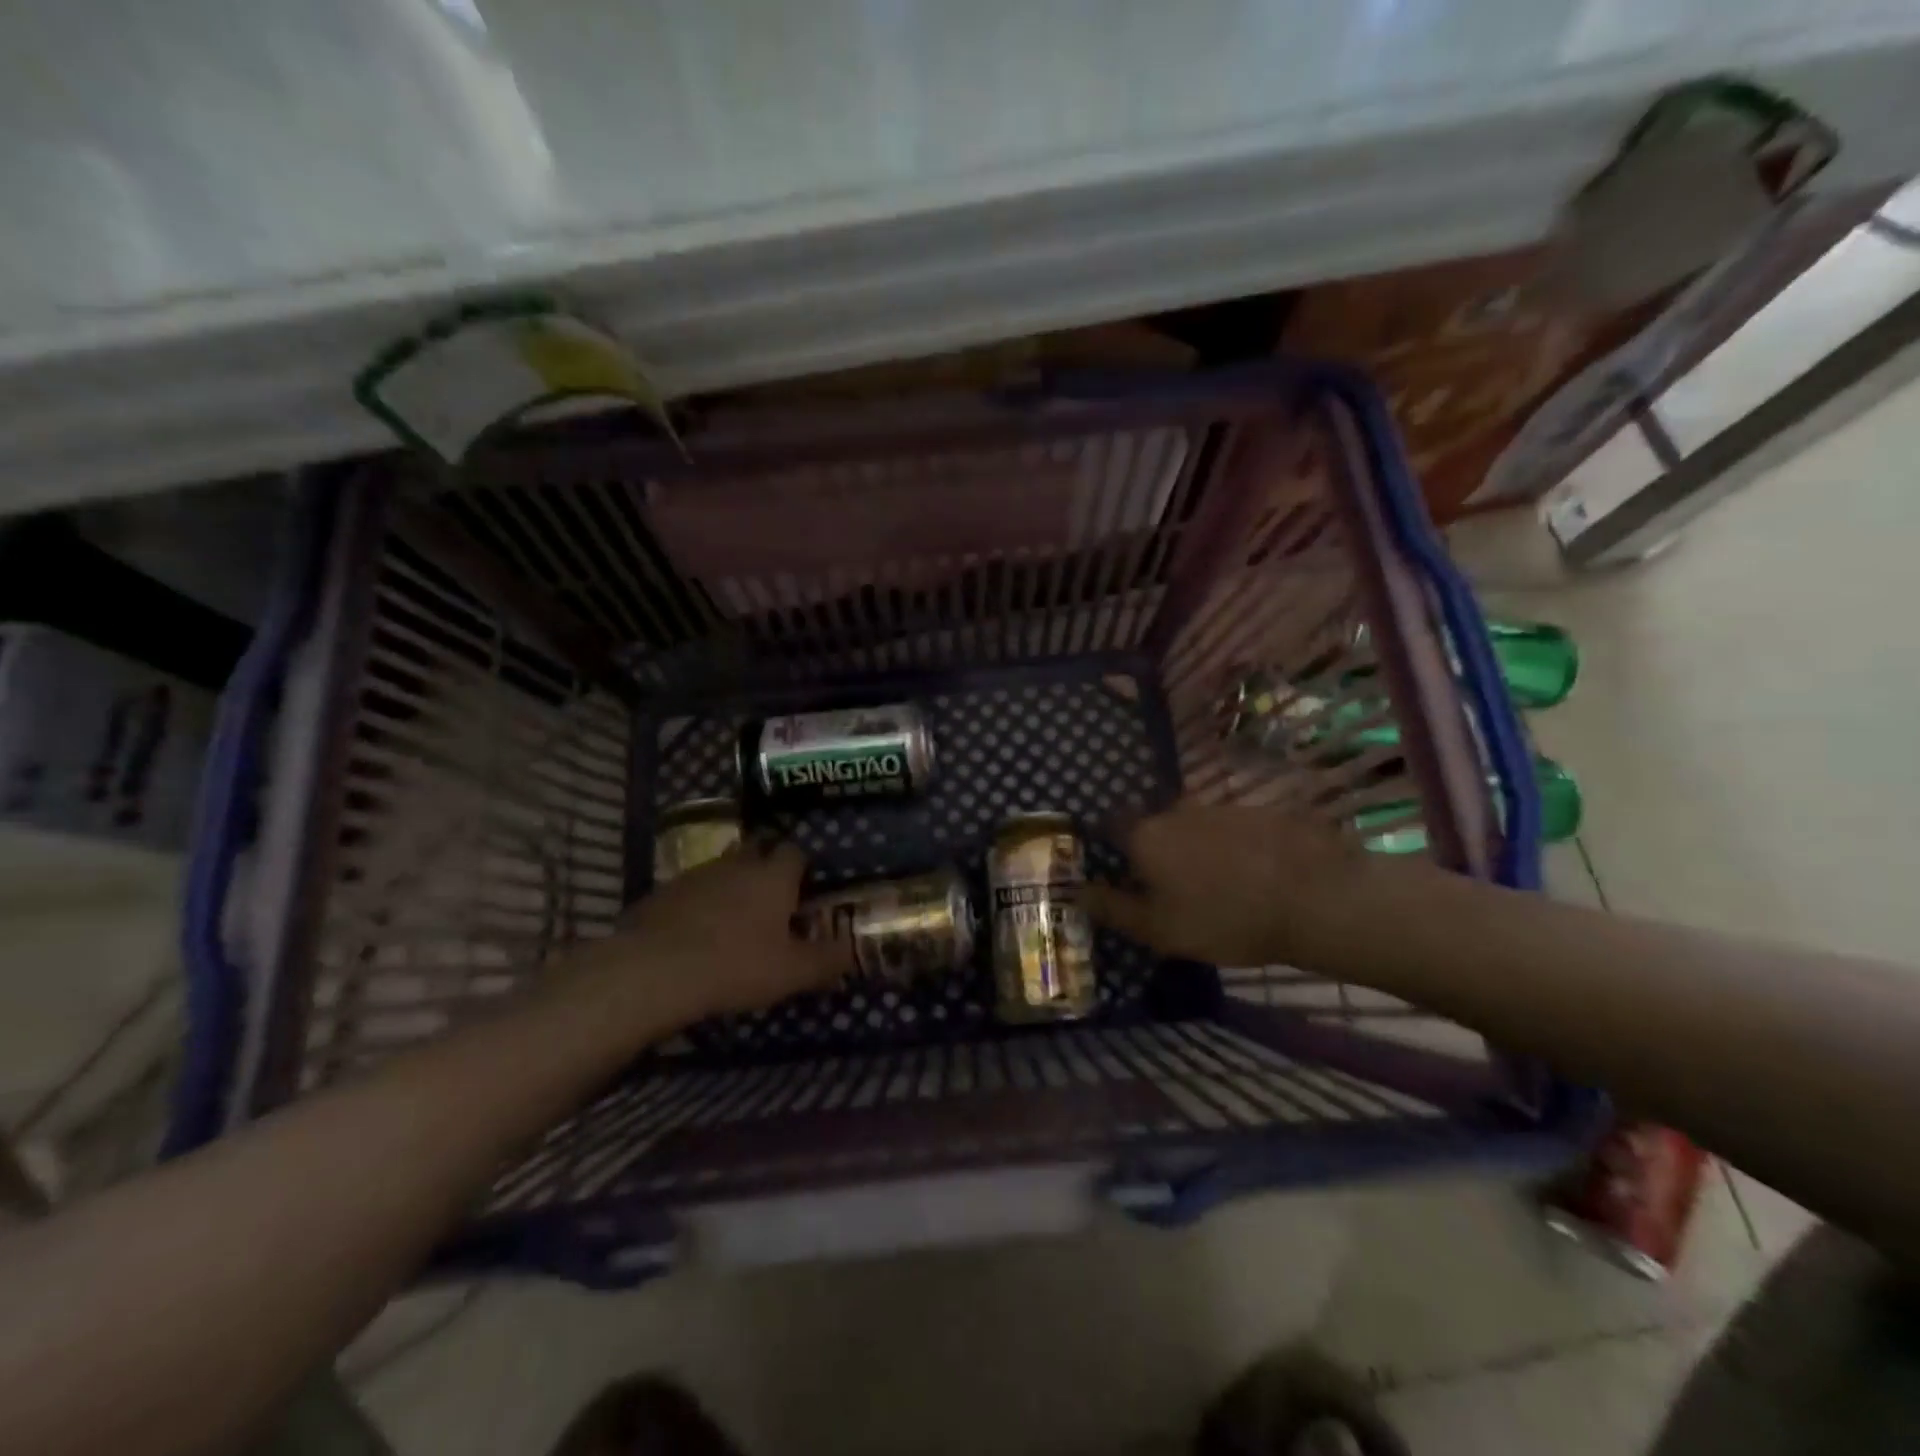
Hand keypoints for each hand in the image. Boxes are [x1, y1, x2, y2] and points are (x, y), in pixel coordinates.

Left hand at [568, 841, 845, 1021]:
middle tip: (772, 899)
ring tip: (734, 919)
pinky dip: (698, 904)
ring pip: (722, 869)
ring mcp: (695, 875)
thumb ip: (827, 960)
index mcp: (773, 876)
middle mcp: (737, 864)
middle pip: (757, 849)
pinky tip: (696, 935)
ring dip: (731, 885)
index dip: (802, 867)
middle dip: (766, 866)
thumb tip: (852, 951)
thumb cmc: (736, 966)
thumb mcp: (792, 972)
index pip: (795, 852)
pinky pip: (690, 890)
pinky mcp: (662, 893)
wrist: (653, 970)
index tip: (805, 890)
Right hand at [1084, 801, 1403, 966]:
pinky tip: (1249, 874)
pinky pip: (1230, 829)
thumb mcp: (1159, 929)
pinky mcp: (1257, 812)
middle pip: (1154, 827)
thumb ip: (1114, 909)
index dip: (1110, 846)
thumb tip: (1076, 892)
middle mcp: (1176, 811)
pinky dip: (1230, 847)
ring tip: (1214, 885)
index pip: (1111, 827)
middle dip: (1156, 851)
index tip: (1119, 870)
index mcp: (1146, 837)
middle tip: (1170, 887)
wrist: (1313, 897)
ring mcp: (1219, 807)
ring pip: (1193, 827)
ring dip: (1195, 849)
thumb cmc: (1224, 919)